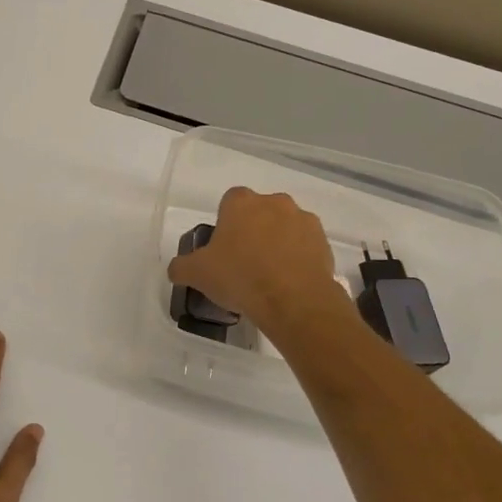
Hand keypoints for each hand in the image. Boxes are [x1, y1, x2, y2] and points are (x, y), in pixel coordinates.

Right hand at [167, 187, 350, 332]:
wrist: (293, 300)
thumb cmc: (239, 277)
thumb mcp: (197, 274)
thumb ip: (181, 266)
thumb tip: (177, 269)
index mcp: (241, 202)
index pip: (229, 201)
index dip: (225, 223)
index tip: (222, 247)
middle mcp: (274, 202)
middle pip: (259, 212)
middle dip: (253, 230)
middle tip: (243, 262)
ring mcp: (303, 220)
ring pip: (285, 227)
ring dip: (277, 243)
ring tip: (269, 276)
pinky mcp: (324, 242)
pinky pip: (305, 246)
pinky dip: (297, 258)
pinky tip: (288, 282)